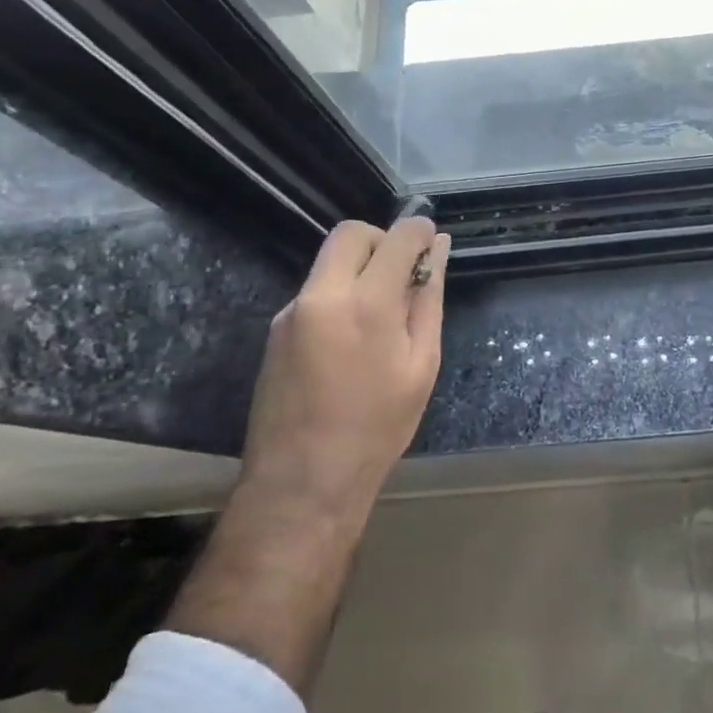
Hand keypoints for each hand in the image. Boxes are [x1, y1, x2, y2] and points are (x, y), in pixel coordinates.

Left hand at [238, 216, 450, 525]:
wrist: (302, 482)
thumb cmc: (377, 427)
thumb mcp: (421, 364)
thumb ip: (428, 300)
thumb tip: (438, 251)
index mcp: (365, 304)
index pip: (396, 237)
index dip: (419, 231)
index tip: (431, 241)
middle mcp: (321, 295)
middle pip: (351, 234)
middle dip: (382, 240)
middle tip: (402, 275)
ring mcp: (292, 311)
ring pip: (330, 261)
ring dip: (360, 268)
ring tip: (381, 316)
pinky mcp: (275, 329)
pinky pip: (315, 290)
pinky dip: (340, 294)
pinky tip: (352, 339)